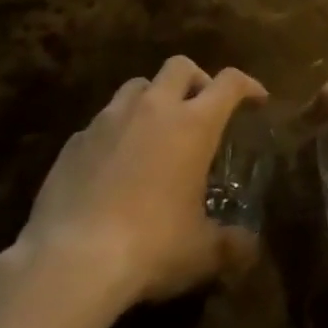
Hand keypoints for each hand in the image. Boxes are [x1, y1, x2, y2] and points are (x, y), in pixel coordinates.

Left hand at [20, 57, 266, 305]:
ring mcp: (109, 120)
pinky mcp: (74, 141)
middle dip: (197, 79)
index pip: (229, 83)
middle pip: (180, 66)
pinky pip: (102, 121)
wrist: (70, 261)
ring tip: (156, 130)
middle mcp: (153, 109)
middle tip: (202, 108)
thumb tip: (250, 249)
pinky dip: (117, 131)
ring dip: (154, 98)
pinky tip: (114, 164)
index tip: (257, 100)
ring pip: (137, 86)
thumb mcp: (202, 253)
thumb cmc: (151, 246)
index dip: (248, 85)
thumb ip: (232, 245)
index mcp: (193, 124)